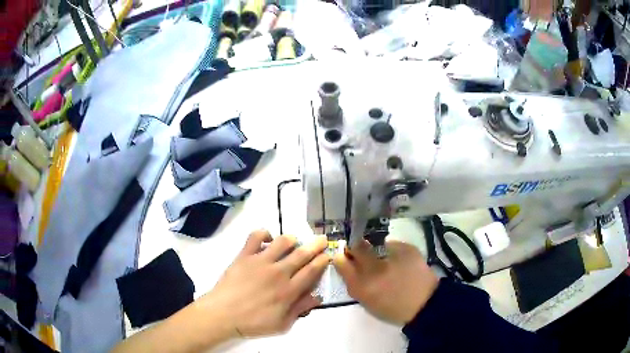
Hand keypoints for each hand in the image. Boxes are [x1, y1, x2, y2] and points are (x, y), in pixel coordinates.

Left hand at [198, 230, 328, 337]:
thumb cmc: (253, 323)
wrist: (223, 314)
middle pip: (302, 253)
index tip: (328, 254)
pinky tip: (268, 238)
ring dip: (292, 239)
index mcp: (289, 290)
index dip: (322, 260)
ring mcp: (260, 261)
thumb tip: (317, 296)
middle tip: (322, 240)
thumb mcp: (282, 325)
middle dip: (315, 245)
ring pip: (282, 242)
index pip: (311, 271)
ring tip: (295, 240)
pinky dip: (264, 233)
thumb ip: (300, 309)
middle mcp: (278, 272)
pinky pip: (256, 236)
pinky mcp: (245, 255)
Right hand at [333, 240, 437, 324]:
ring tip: (386, 259)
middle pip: (357, 246)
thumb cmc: (393, 308)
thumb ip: (355, 284)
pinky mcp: (407, 249)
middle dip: (357, 248)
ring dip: (375, 249)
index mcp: (361, 286)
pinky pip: (392, 244)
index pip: (341, 262)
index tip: (346, 258)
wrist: (424, 304)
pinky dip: (393, 250)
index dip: (342, 258)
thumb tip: (348, 266)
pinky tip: (400, 261)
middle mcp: (373, 269)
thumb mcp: (367, 302)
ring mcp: (391, 257)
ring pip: (374, 243)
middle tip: (363, 253)